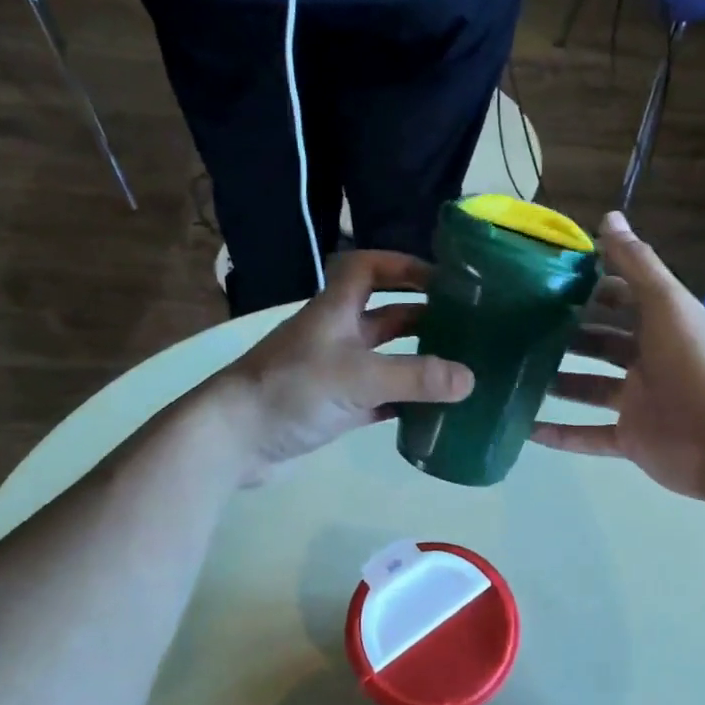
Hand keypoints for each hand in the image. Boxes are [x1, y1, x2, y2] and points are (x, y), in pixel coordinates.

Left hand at [213, 250, 473, 475]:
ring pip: (384, 358)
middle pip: (385, 314)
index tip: (443, 278)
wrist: (233, 439)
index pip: (367, 267)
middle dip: (423, 316)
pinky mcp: (333, 407)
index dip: (403, 265)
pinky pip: (377, 398)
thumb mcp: (358, 377)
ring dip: (416, 361)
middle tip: (466, 328)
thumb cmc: (291, 390)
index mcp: (336, 309)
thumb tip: (471, 379)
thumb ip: (415, 377)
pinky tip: (430, 412)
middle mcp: (336, 334)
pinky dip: (403, 402)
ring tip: (459, 369)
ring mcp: (334, 372)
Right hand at [531, 213, 704, 502]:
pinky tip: (526, 430)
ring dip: (558, 382)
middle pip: (601, 343)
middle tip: (520, 326)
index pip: (622, 299)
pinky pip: (588, 436)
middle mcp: (648, 360)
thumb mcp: (667, 303)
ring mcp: (638, 402)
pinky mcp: (630, 439)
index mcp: (661, 325)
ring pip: (589, 388)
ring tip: (516, 372)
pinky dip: (560, 435)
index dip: (591, 288)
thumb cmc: (695, 361)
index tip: (548, 279)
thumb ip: (637, 263)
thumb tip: (609, 217)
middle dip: (567, 335)